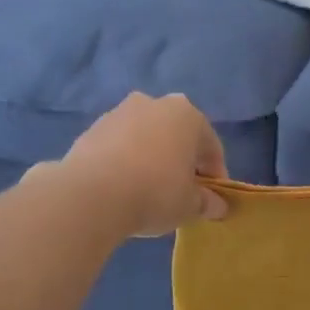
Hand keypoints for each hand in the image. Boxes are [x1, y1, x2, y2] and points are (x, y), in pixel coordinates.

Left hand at [52, 93, 229, 236]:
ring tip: (148, 192)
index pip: (211, 147)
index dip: (214, 175)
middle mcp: (154, 104)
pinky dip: (125, 162)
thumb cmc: (155, 193)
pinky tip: (122, 188)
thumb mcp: (190, 205)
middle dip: (181, 161)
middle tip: (181, 192)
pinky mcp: (91, 129)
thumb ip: (207, 203)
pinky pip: (119, 147)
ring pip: (145, 138)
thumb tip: (218, 206)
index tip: (211, 199)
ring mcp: (118, 113)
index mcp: (187, 115)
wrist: (91, 194)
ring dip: (151, 159)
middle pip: (176, 136)